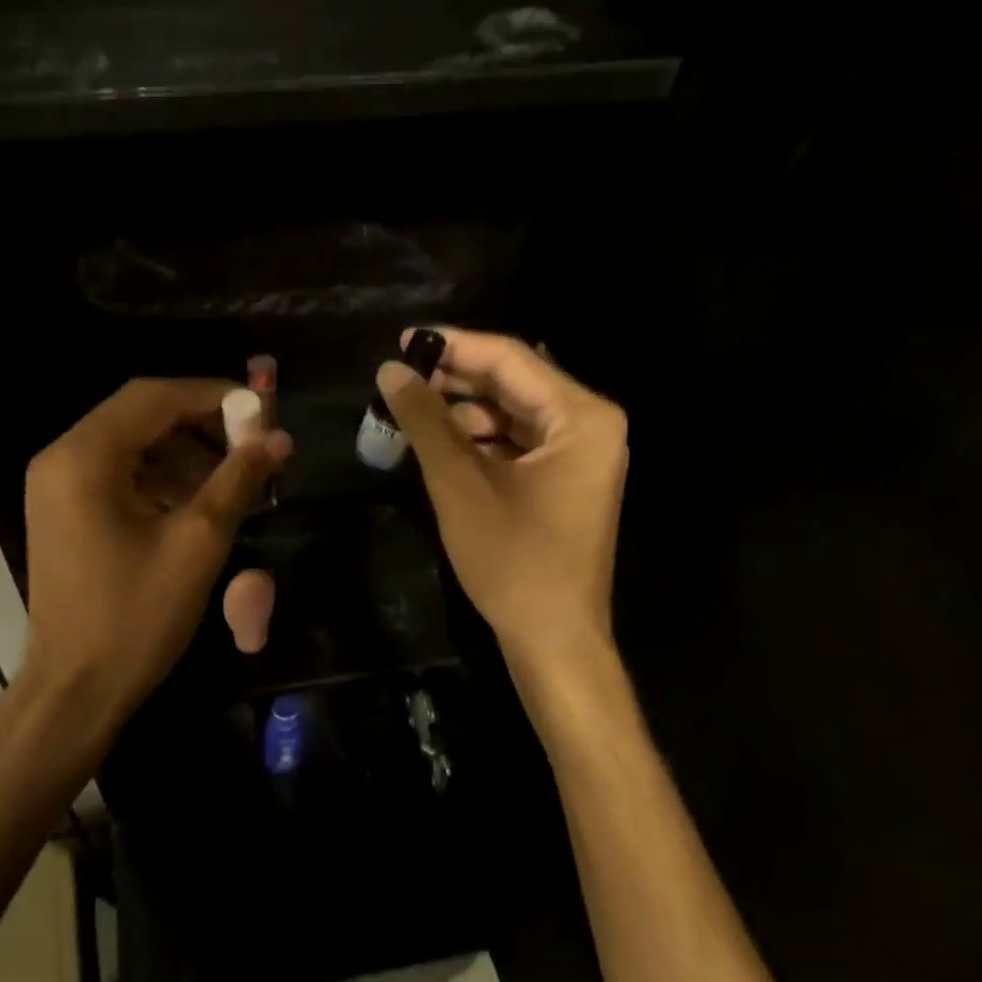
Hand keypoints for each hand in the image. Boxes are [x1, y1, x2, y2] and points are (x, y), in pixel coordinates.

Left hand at [20, 378, 290, 726]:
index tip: (262, 411)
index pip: (153, 397)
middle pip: (139, 414)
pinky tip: (198, 498)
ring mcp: (57, 486)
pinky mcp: (64, 511)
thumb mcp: (198, 544)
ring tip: (234, 473)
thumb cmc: (135, 617)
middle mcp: (61, 458)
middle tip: (252, 441)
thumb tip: (279, 437)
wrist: (76, 690)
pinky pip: (117, 473)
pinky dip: (160, 475)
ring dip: (183, 449)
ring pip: (130, 442)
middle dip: (200, 422)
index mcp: (84, 457)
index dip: (212, 395)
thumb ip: (238, 479)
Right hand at [377, 328, 627, 664]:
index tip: (402, 341)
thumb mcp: (460, 484)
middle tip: (399, 379)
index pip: (511, 358)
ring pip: (512, 413)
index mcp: (582, 416)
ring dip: (461, 411)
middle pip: (514, 382)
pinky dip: (477, 440)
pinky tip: (436, 444)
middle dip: (454, 379)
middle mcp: (590, 425)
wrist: (553, 640)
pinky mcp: (564, 480)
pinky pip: (516, 442)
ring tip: (408, 413)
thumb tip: (391, 370)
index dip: (453, 346)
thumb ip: (425, 420)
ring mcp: (581, 454)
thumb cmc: (513, 560)